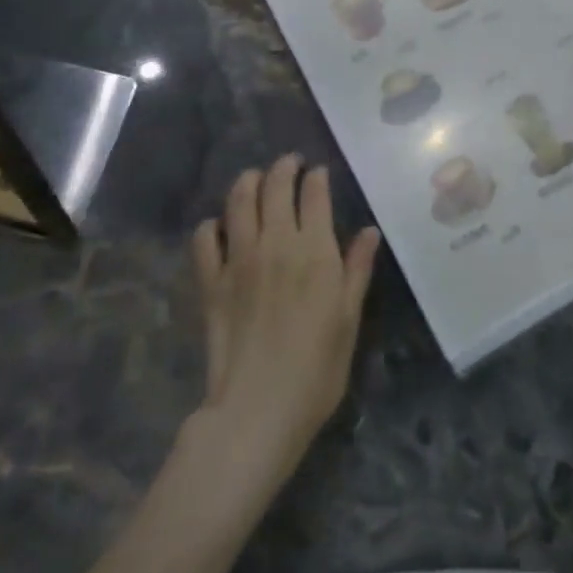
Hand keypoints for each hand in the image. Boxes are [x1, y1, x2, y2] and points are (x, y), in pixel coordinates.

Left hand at [190, 156, 380, 487]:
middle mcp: (275, 243)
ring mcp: (238, 260)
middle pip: (275, 187)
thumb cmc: (316, 368)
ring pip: (239, 201)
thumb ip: (357, 269)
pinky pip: (204, 239)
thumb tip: (368, 231)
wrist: (258, 408)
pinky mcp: (211, 281)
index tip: (318, 172)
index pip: (314, 194)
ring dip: (247, 182)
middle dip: (283, 167)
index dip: (317, 177)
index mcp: (314, 250)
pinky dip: (211, 225)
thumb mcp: (348, 319)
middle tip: (289, 164)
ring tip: (255, 179)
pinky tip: (219, 227)